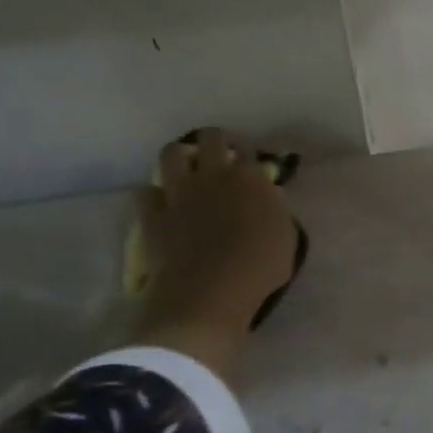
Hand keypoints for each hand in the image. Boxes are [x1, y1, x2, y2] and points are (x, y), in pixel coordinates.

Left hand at [131, 129, 297, 381]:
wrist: (210, 293)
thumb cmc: (259, 267)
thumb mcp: (286, 237)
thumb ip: (275, 209)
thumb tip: (268, 195)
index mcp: (250, 178)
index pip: (249, 151)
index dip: (249, 156)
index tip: (251, 167)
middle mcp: (213, 175)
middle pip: (210, 139)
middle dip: (216, 142)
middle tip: (220, 157)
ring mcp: (179, 193)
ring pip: (171, 153)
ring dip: (180, 157)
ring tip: (186, 170)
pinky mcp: (152, 215)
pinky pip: (146, 192)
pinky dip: (154, 194)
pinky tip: (162, 203)